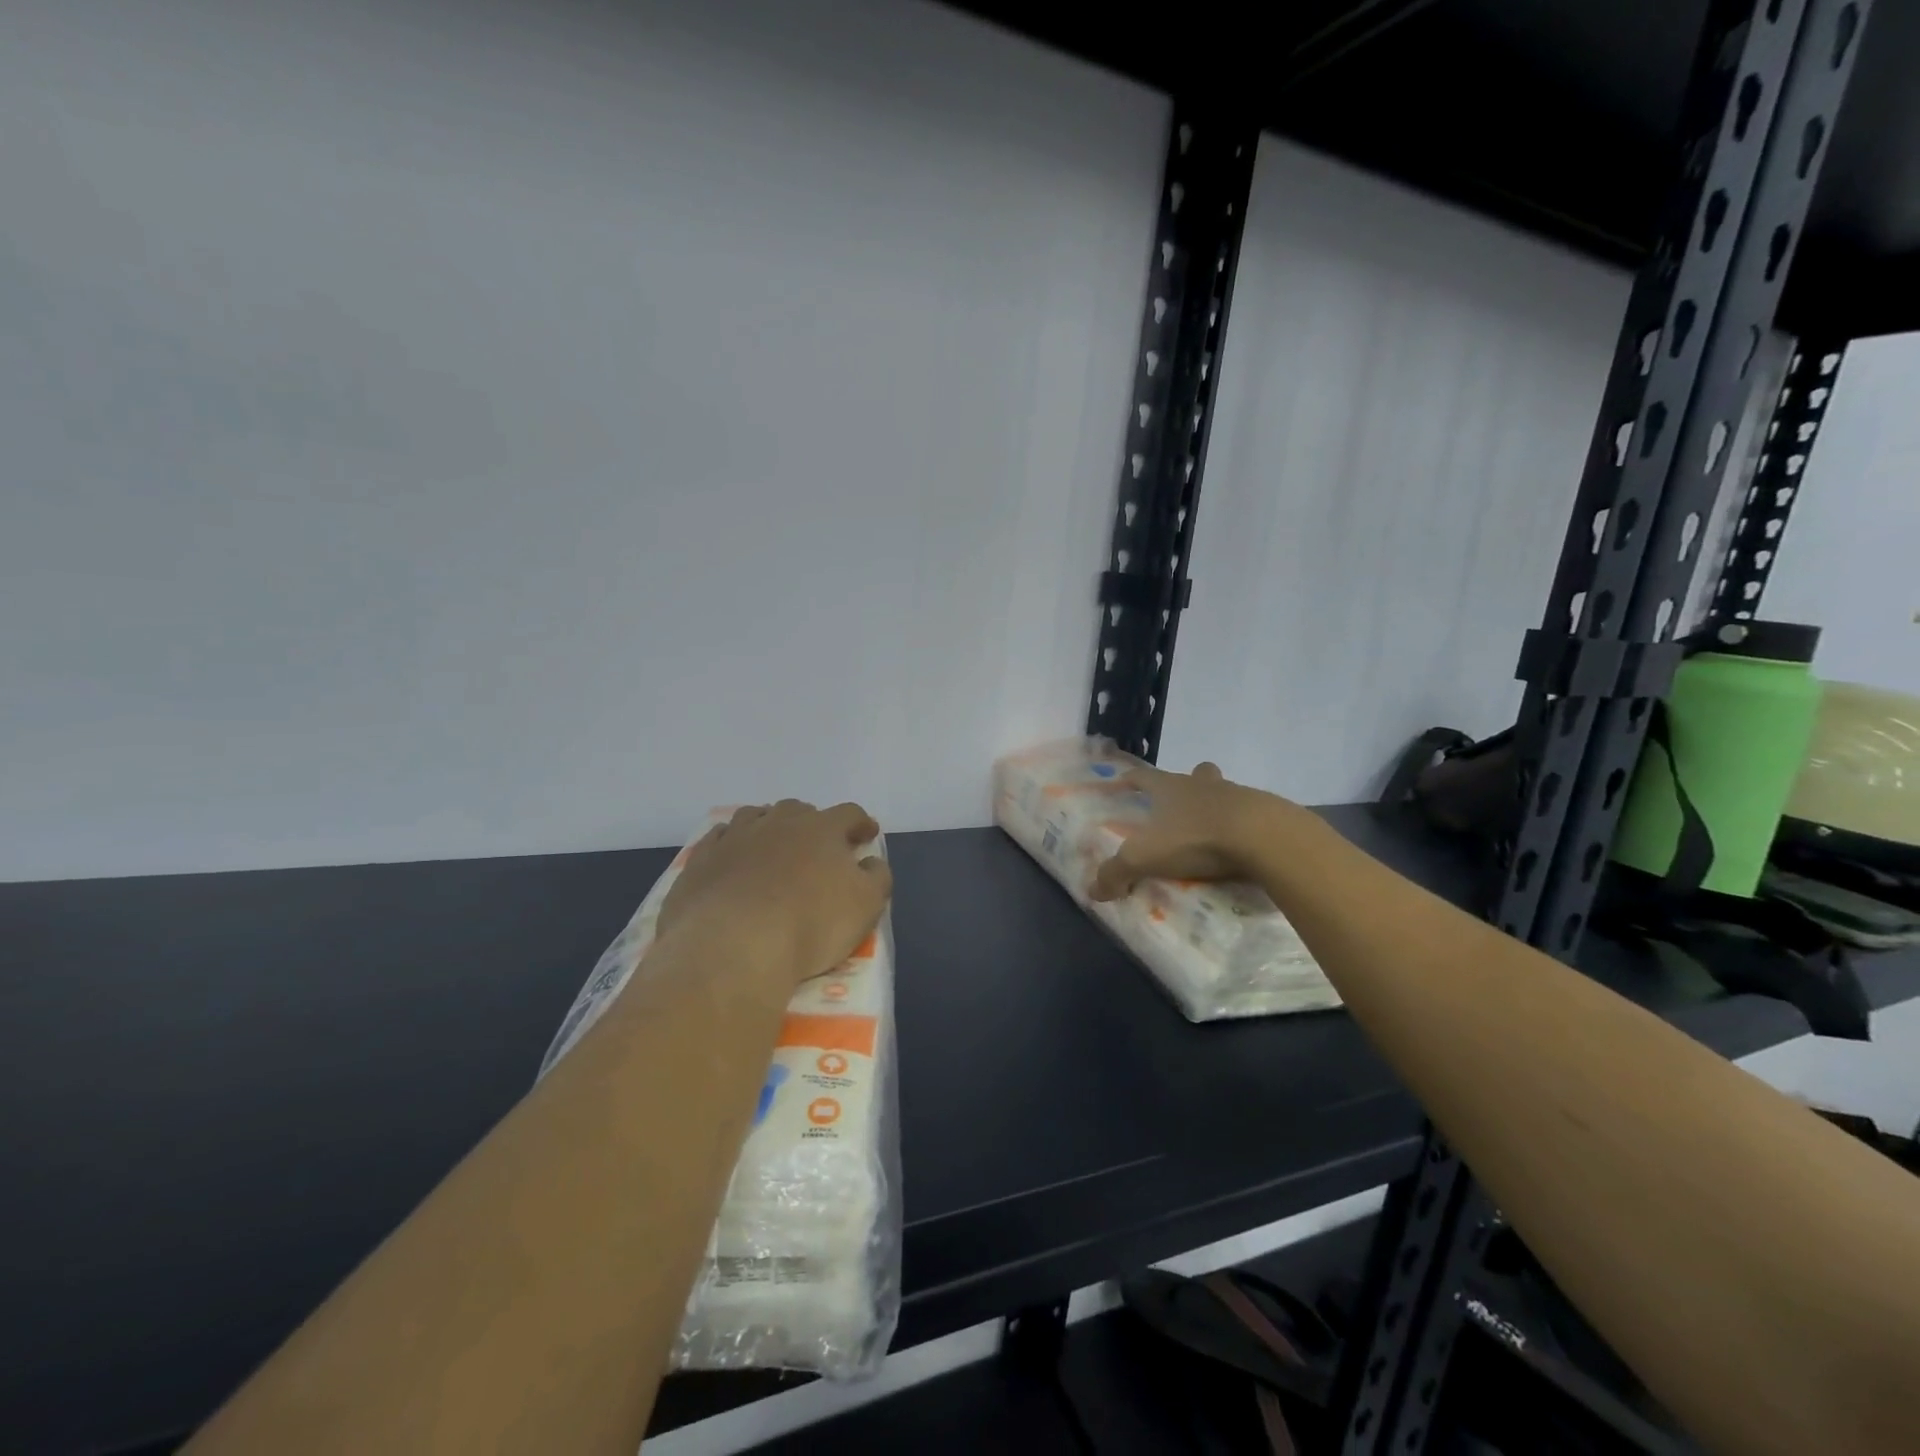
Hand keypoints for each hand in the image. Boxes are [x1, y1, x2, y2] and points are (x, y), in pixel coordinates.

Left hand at [659, 800, 892, 988]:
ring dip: (768, 825)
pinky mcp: (701, 861)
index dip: (860, 823)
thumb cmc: (810, 924)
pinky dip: (731, 843)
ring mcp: (735, 838)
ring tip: (772, 845)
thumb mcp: (866, 905)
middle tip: (817, 844)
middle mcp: (778, 823)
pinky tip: (733, 858)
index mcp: (821, 829)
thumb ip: (877, 877)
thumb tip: (871, 862)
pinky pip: (718, 839)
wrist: (733, 945)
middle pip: (798, 809)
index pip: (848, 814)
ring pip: (755, 816)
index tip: (866, 835)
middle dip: (812, 822)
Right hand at [1088, 761, 1294, 901]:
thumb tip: (1093, 889)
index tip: (1123, 779)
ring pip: (1225, 793)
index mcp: (1171, 788)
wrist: (1263, 838)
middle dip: (1188, 783)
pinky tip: (1241, 849)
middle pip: (1195, 773)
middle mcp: (1203, 785)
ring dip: (1217, 806)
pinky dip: (1243, 829)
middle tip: (1181, 803)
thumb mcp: (1144, 858)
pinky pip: (1250, 817)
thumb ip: (1116, 872)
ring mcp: (1239, 796)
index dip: (1132, 778)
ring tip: (1212, 832)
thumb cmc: (1196, 838)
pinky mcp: (1267, 815)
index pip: (1145, 776)